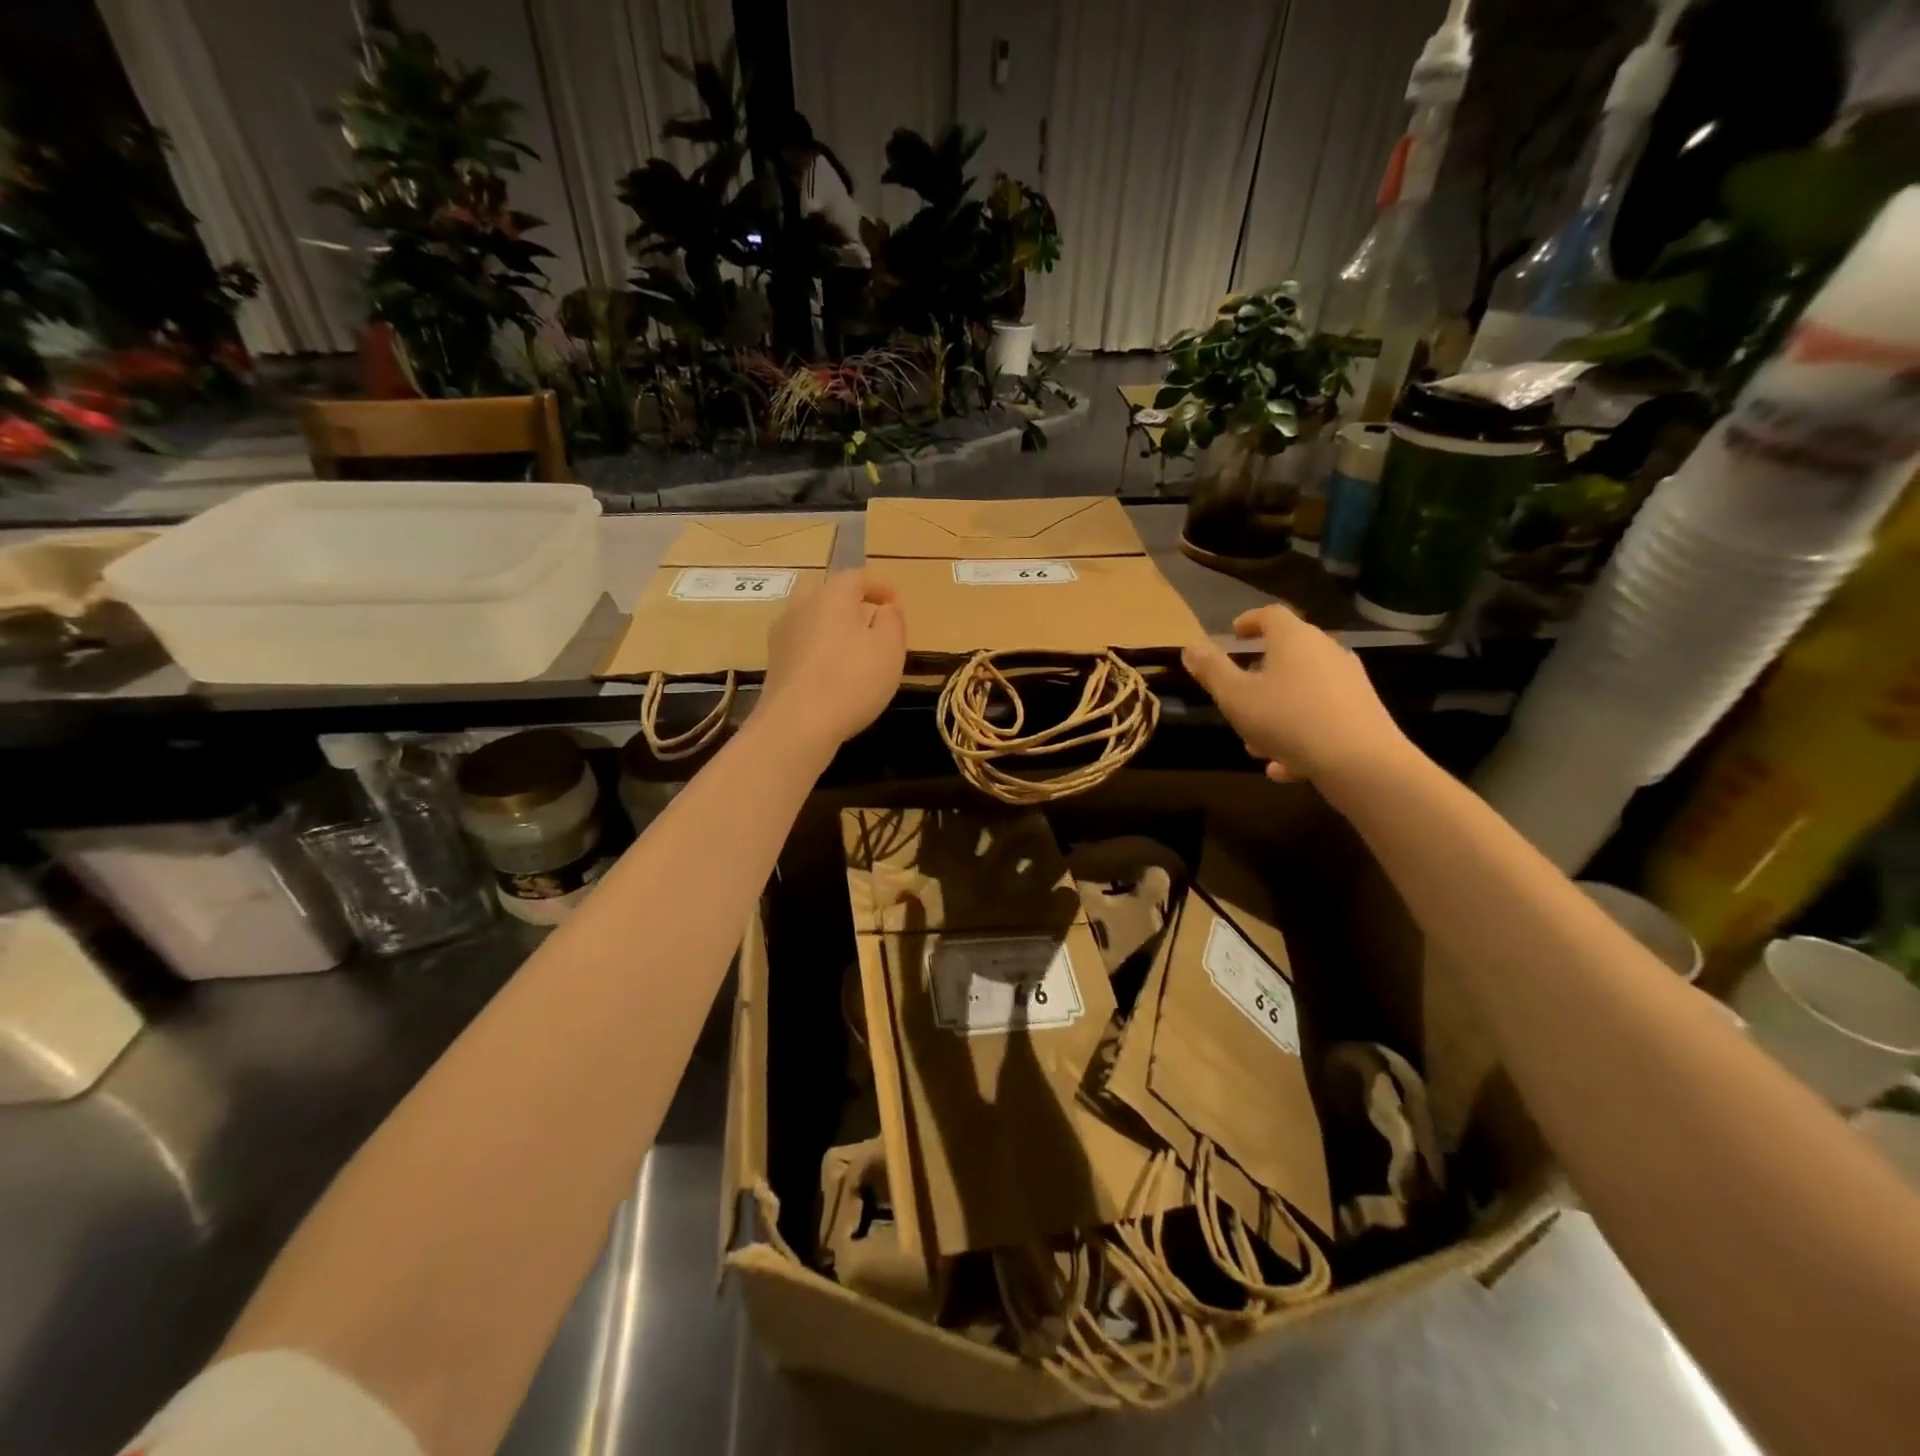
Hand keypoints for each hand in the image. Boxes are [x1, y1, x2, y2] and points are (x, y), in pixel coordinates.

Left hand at [759, 569, 905, 755]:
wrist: (796, 724)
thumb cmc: (851, 681)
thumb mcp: (889, 649)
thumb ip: (892, 622)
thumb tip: (887, 608)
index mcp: (832, 595)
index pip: (855, 576)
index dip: (878, 586)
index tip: (894, 600)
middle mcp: (801, 606)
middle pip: (822, 589)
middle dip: (845, 598)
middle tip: (865, 616)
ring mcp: (782, 634)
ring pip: (807, 615)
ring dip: (828, 622)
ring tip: (849, 645)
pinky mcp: (774, 662)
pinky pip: (799, 641)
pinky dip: (815, 645)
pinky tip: (828, 668)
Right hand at [1181, 606, 1407, 785]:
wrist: (1360, 761)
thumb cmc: (1287, 719)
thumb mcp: (1235, 697)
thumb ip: (1211, 671)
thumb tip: (1190, 647)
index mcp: (1293, 639)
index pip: (1270, 615)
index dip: (1249, 621)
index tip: (1234, 634)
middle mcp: (1325, 651)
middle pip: (1288, 654)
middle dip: (1259, 676)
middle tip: (1238, 695)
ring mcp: (1348, 682)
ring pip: (1302, 690)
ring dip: (1276, 711)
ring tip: (1256, 744)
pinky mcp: (1362, 712)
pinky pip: (1321, 717)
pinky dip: (1299, 735)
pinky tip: (1282, 767)